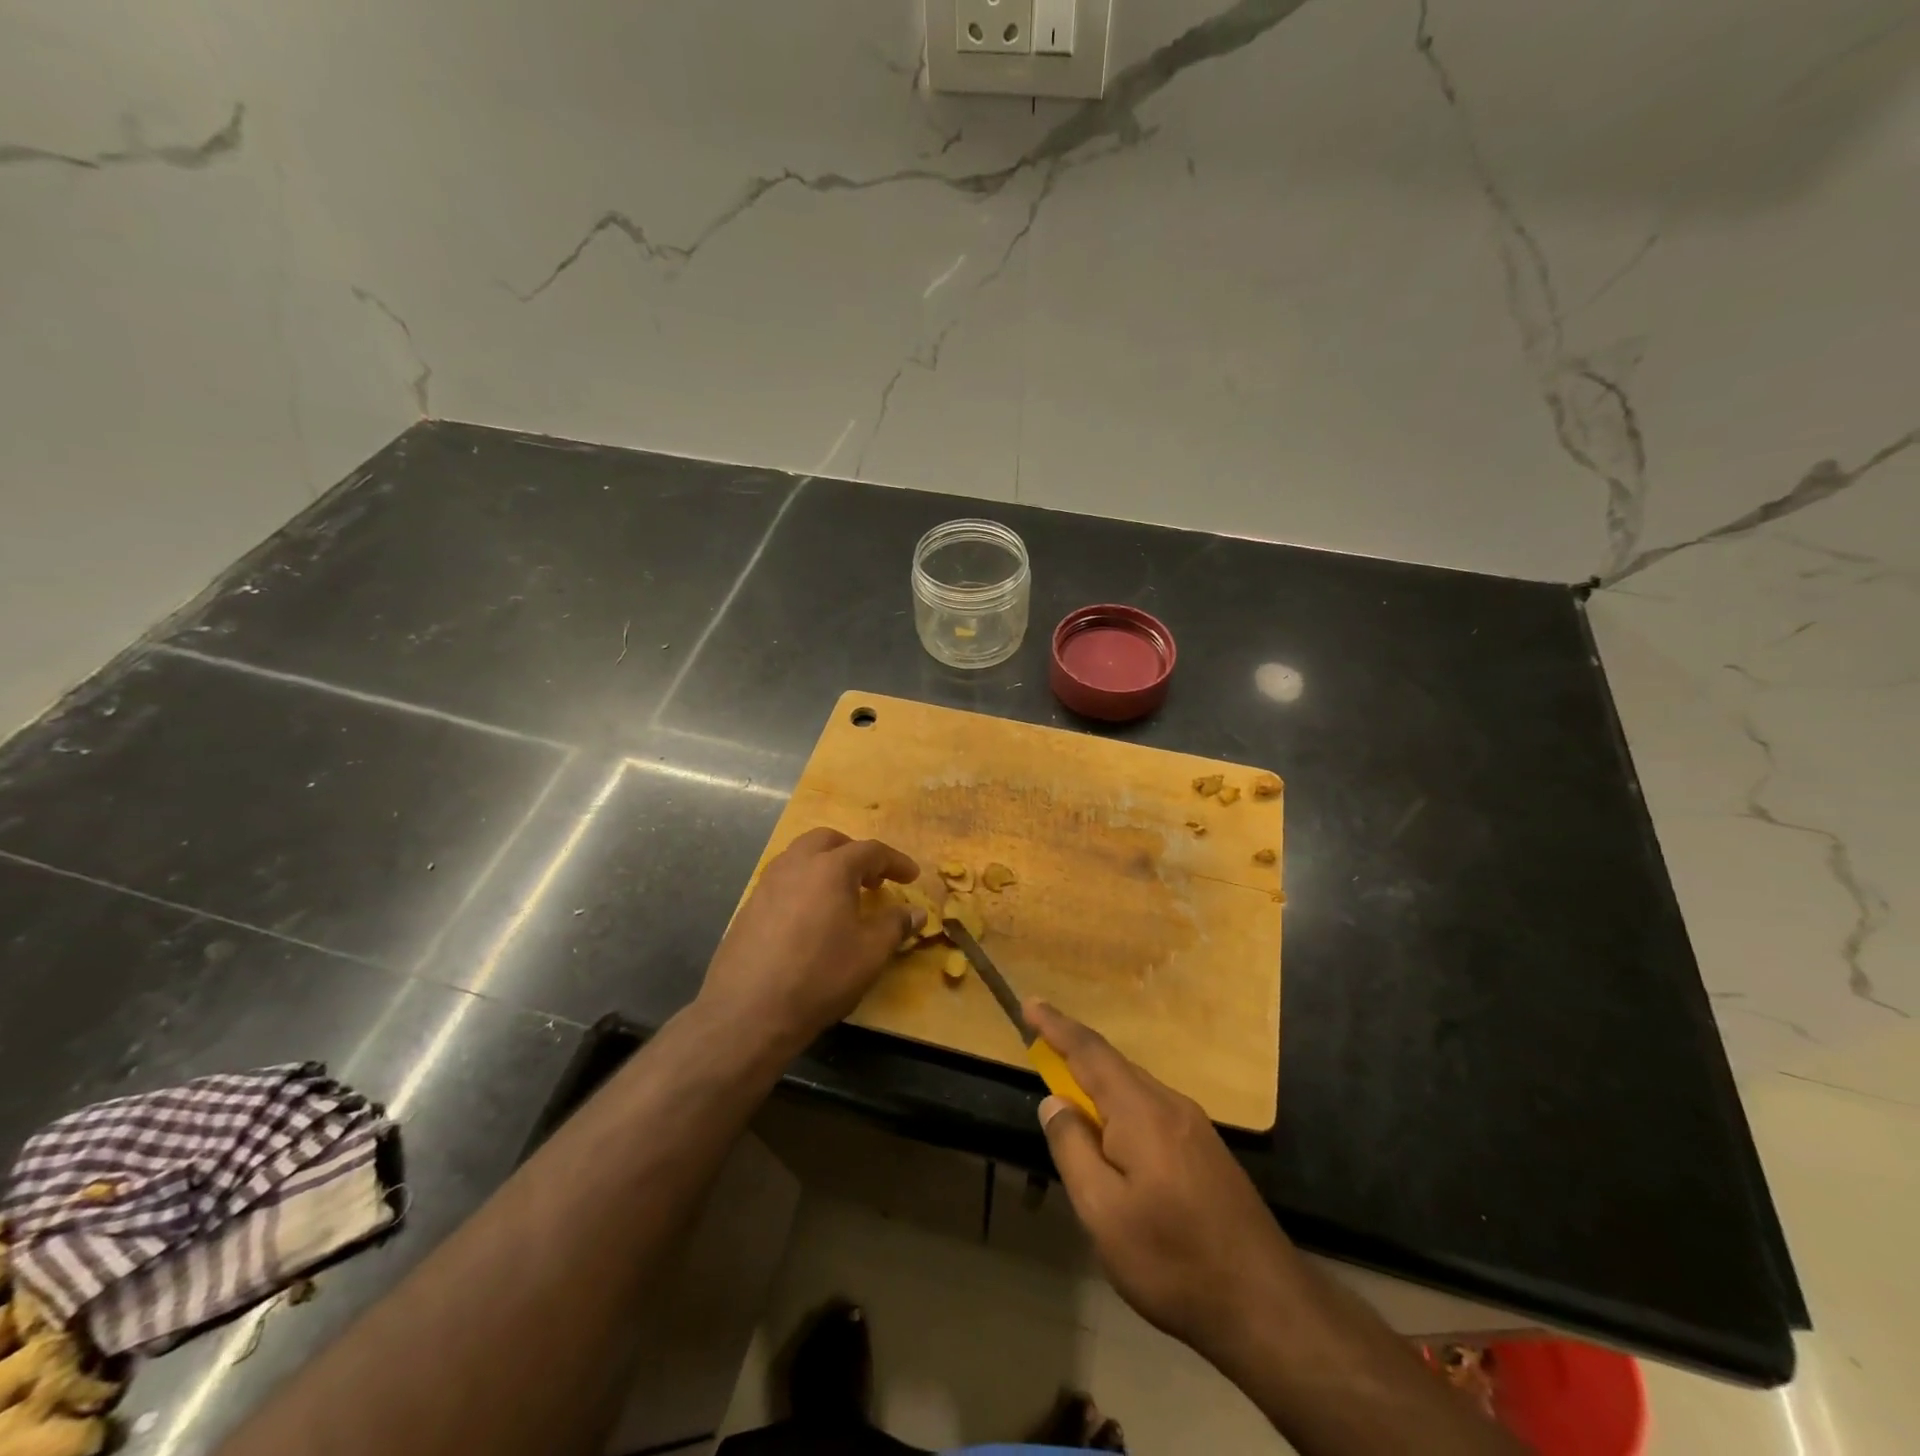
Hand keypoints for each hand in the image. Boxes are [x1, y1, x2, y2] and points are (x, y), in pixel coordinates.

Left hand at [698, 828, 921, 1050]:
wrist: (748, 1012)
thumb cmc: (819, 976)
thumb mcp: (870, 954)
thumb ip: (895, 925)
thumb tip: (915, 912)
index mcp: (830, 868)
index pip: (870, 851)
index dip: (895, 861)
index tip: (912, 876)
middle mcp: (796, 865)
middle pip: (829, 841)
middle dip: (854, 853)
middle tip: (873, 879)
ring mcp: (767, 884)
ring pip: (800, 856)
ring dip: (826, 865)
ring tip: (841, 896)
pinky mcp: (748, 907)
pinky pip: (783, 880)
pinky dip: (804, 885)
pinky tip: (810, 918)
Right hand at [1028, 1000, 1300, 1363]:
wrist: (1268, 1305)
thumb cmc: (1174, 1260)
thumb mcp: (1103, 1213)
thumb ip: (1073, 1149)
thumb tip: (1054, 1102)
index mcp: (1141, 1111)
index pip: (1089, 1052)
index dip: (1056, 1026)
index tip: (1029, 1004)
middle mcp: (1170, 1104)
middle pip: (1113, 1066)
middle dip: (1074, 1056)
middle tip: (1040, 1054)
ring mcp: (1194, 1126)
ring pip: (1134, 1089)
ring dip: (1098, 1086)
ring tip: (1072, 1107)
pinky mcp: (1207, 1150)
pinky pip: (1151, 1111)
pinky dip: (1121, 1110)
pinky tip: (1115, 1144)